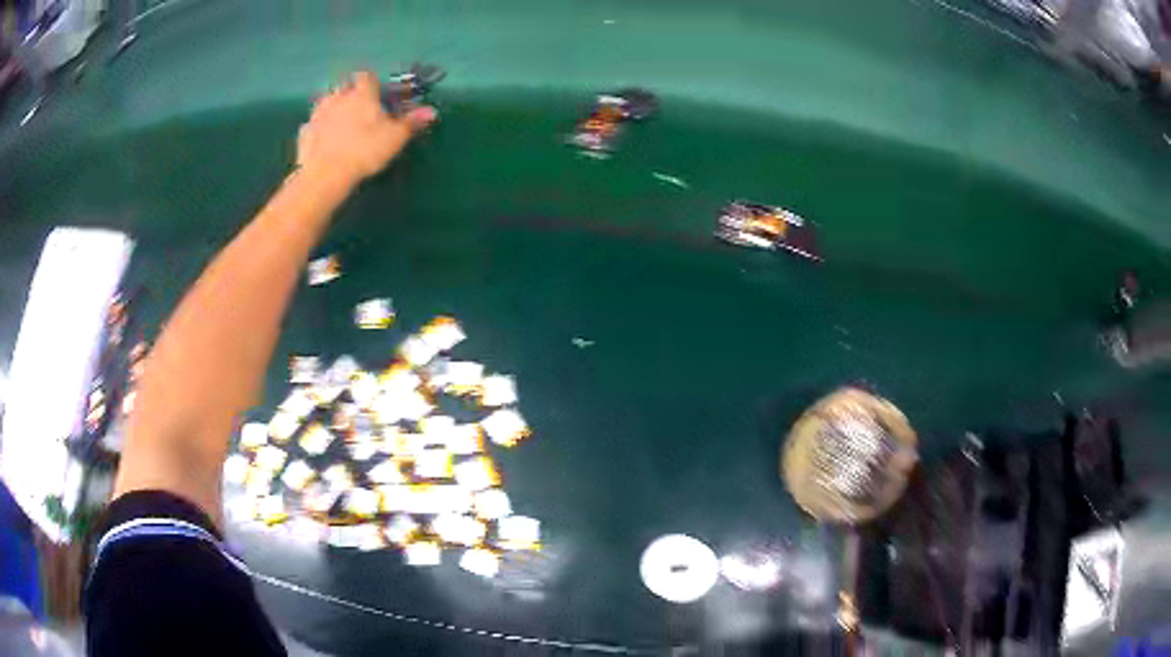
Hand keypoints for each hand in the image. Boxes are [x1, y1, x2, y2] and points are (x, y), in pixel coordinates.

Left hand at [297, 71, 436, 188]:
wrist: (325, 175)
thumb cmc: (364, 151)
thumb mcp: (395, 138)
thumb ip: (411, 122)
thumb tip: (431, 111)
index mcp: (361, 94)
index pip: (366, 77)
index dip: (371, 83)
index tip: (376, 93)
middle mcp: (337, 98)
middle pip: (343, 88)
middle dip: (349, 95)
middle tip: (358, 111)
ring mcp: (317, 115)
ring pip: (325, 104)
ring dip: (332, 110)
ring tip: (340, 125)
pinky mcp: (304, 134)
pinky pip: (312, 126)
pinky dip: (318, 131)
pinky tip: (323, 142)